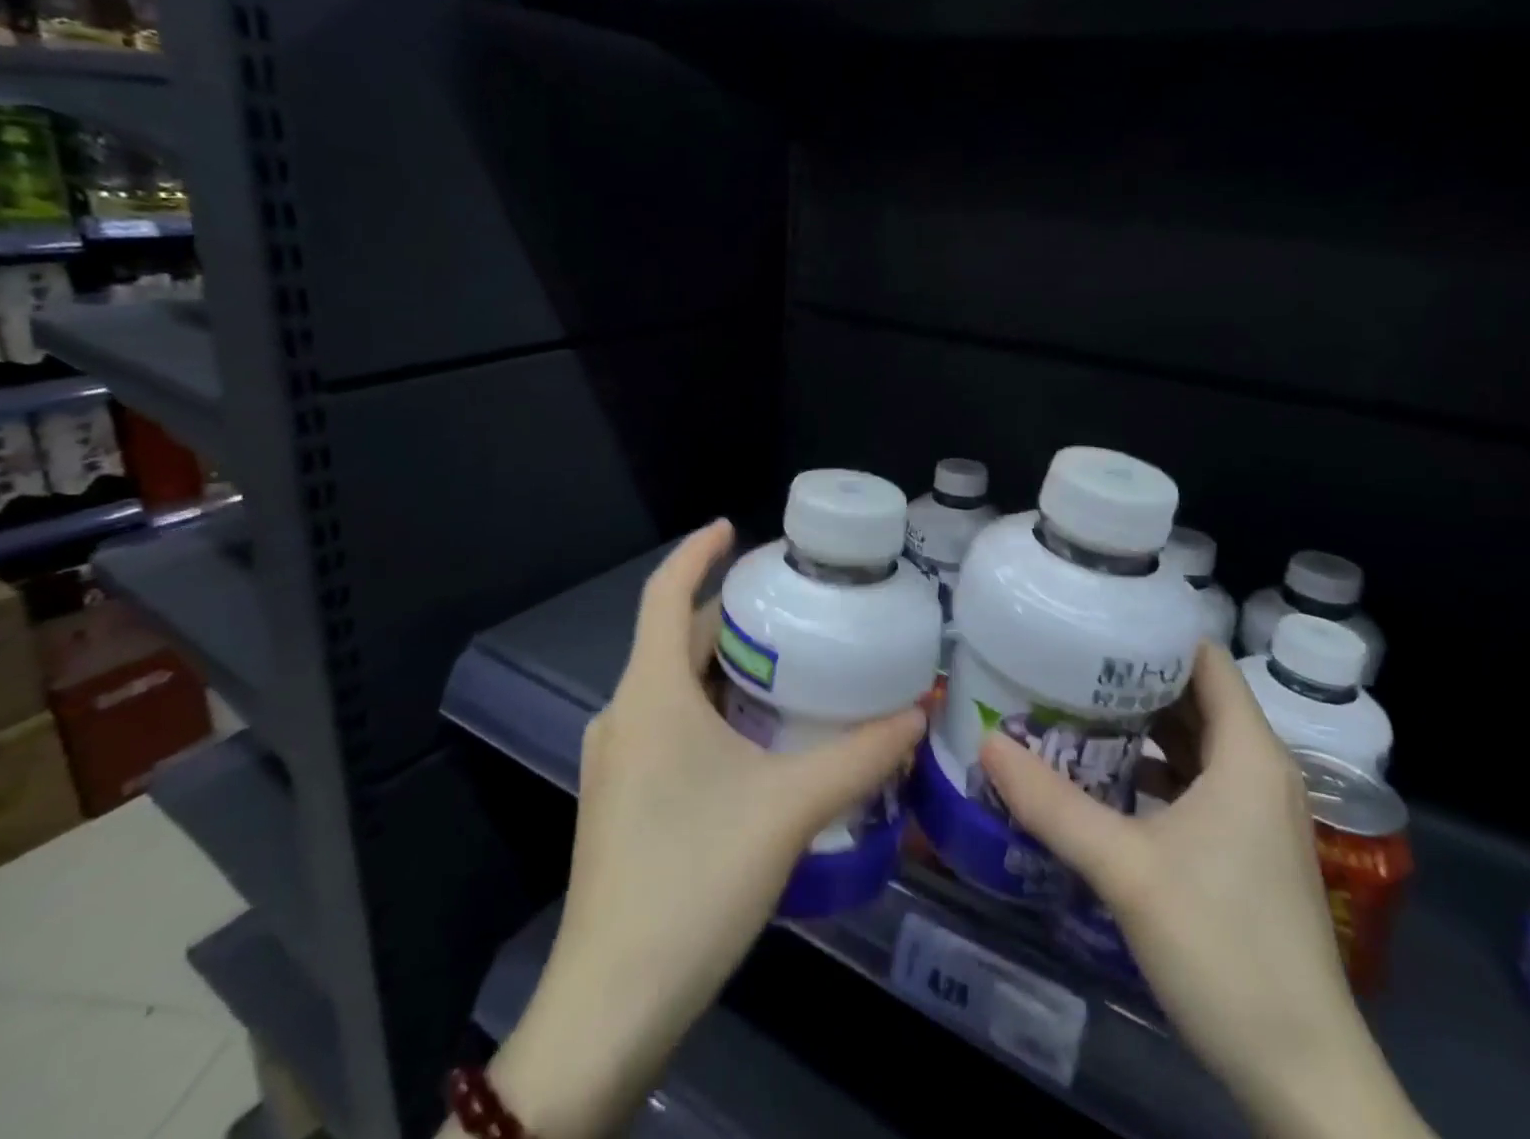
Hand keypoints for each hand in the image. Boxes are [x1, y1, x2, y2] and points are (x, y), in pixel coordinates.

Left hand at [465, 521, 926, 1138]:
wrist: (612, 1003)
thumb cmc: (694, 879)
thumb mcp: (789, 809)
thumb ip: (859, 757)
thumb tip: (917, 711)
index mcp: (650, 694)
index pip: (664, 594)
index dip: (696, 553)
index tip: (732, 527)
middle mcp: (623, 714)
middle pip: (674, 639)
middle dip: (728, 614)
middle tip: (791, 604)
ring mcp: (615, 759)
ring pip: (671, 685)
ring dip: (722, 665)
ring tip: (786, 661)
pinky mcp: (619, 797)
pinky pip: (666, 722)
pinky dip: (708, 706)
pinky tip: (754, 734)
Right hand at [979, 644, 1433, 1138]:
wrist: (1302, 1077)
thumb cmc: (1223, 947)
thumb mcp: (1125, 868)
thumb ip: (1052, 803)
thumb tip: (986, 745)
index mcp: (1248, 753)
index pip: (1204, 659)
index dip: (1152, 632)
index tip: (1092, 621)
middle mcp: (1258, 770)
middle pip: (1193, 697)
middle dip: (1131, 677)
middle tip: (1063, 662)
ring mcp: (1255, 813)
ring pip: (1193, 743)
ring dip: (1138, 726)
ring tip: (1070, 708)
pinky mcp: (1244, 849)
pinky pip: (1195, 783)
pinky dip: (1152, 770)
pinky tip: (1100, 778)